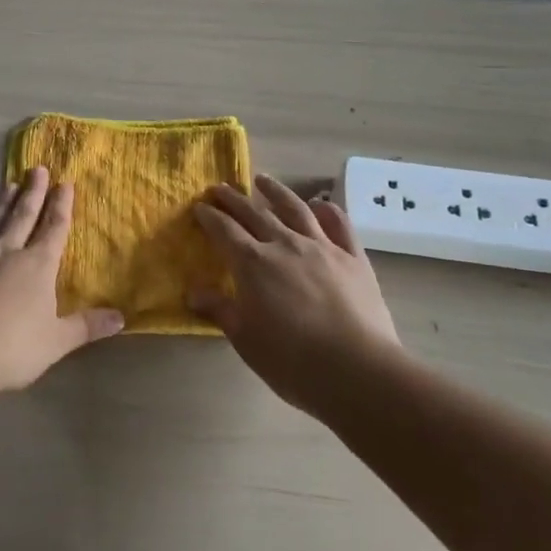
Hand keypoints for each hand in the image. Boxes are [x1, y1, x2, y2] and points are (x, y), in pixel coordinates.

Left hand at [0, 166, 123, 394]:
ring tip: (6, 185)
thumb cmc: (13, 347)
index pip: (54, 228)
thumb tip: (121, 318)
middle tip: (37, 169)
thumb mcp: (58, 341)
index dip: (61, 206)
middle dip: (33, 193)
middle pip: (22, 217)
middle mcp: (7, 252)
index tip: (65, 183)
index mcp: (37, 265)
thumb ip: (86, 326)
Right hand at [192, 174, 400, 414]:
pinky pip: (339, 224)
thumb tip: (192, 292)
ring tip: (262, 180)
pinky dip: (327, 210)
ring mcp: (322, 247)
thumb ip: (220, 310)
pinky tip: (319, 205)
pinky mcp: (353, 257)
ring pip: (295, 208)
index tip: (199, 206)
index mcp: (253, 263)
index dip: (209, 216)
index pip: (224, 230)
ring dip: (275, 191)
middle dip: (233, 199)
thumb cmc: (292, 361)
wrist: (357, 370)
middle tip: (219, 188)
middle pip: (253, 213)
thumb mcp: (245, 339)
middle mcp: (284, 244)